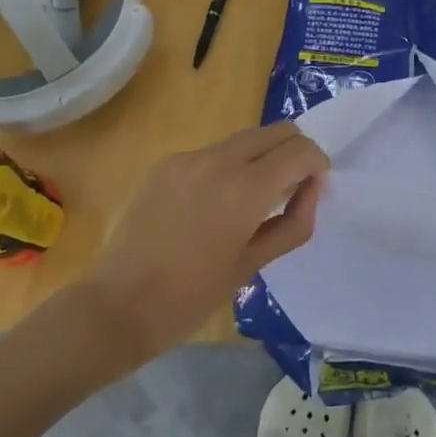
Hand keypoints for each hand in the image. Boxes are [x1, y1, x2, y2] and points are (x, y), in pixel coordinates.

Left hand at [79, 122, 329, 364]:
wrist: (118, 305)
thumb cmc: (192, 296)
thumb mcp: (253, 264)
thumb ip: (293, 221)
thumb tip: (311, 189)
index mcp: (245, 188)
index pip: (300, 150)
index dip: (317, 165)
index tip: (314, 189)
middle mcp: (219, 160)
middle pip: (276, 131)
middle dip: (294, 152)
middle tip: (290, 189)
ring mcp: (189, 157)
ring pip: (245, 138)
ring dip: (262, 157)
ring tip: (252, 201)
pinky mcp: (167, 163)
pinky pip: (213, 153)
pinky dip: (229, 167)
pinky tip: (214, 205)